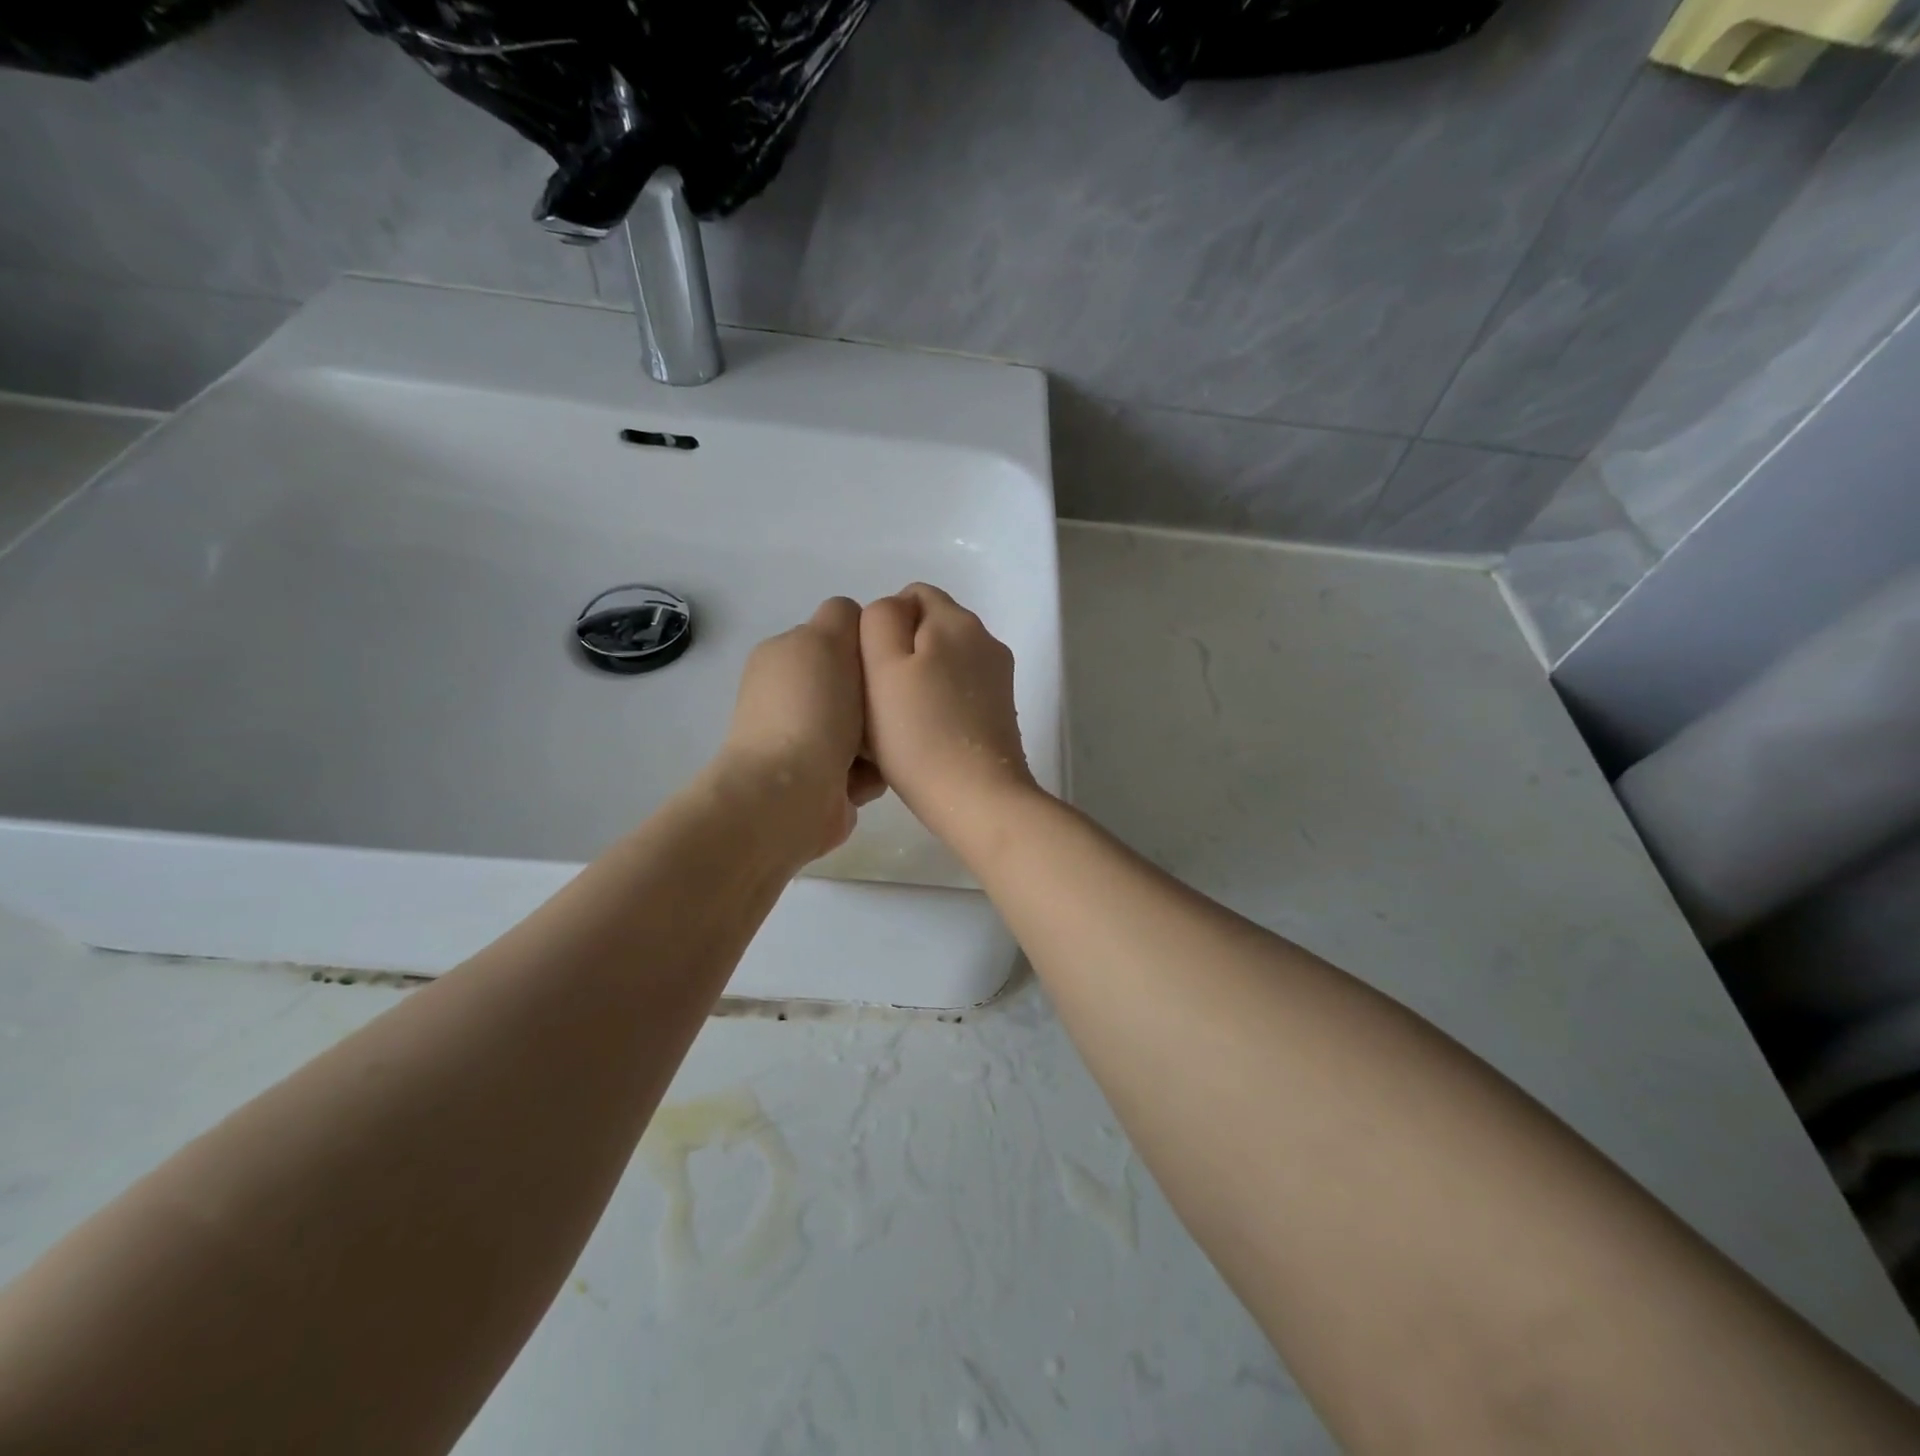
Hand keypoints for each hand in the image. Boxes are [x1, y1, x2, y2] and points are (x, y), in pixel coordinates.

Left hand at [716, 597, 884, 863]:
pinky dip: (871, 773)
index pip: (839, 637)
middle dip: (879, 697)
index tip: (890, 660)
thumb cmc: (811, 710)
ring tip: (886, 748)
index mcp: (785, 657)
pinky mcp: (821, 783)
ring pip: (866, 729)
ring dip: (880, 739)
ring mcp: (804, 742)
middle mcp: (791, 697)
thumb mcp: (825, 639)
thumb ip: (844, 617)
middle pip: (857, 685)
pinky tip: (871, 779)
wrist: (789, 796)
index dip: (868, 645)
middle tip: (895, 708)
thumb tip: (856, 625)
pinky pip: (864, 768)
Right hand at [859, 584, 1039, 846]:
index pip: (912, 596)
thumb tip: (892, 610)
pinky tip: (927, 735)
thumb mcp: (882, 666)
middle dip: (901, 653)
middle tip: (879, 699)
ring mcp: (998, 677)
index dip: (882, 626)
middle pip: (930, 628)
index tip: (869, 669)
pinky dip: (940, 702)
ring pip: (945, 661)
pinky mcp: (1002, 710)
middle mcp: (985, 639)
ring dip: (920, 680)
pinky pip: (960, 690)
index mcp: (956, 620)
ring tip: (901, 721)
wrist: (977, 798)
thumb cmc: (918, 733)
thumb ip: (880, 620)